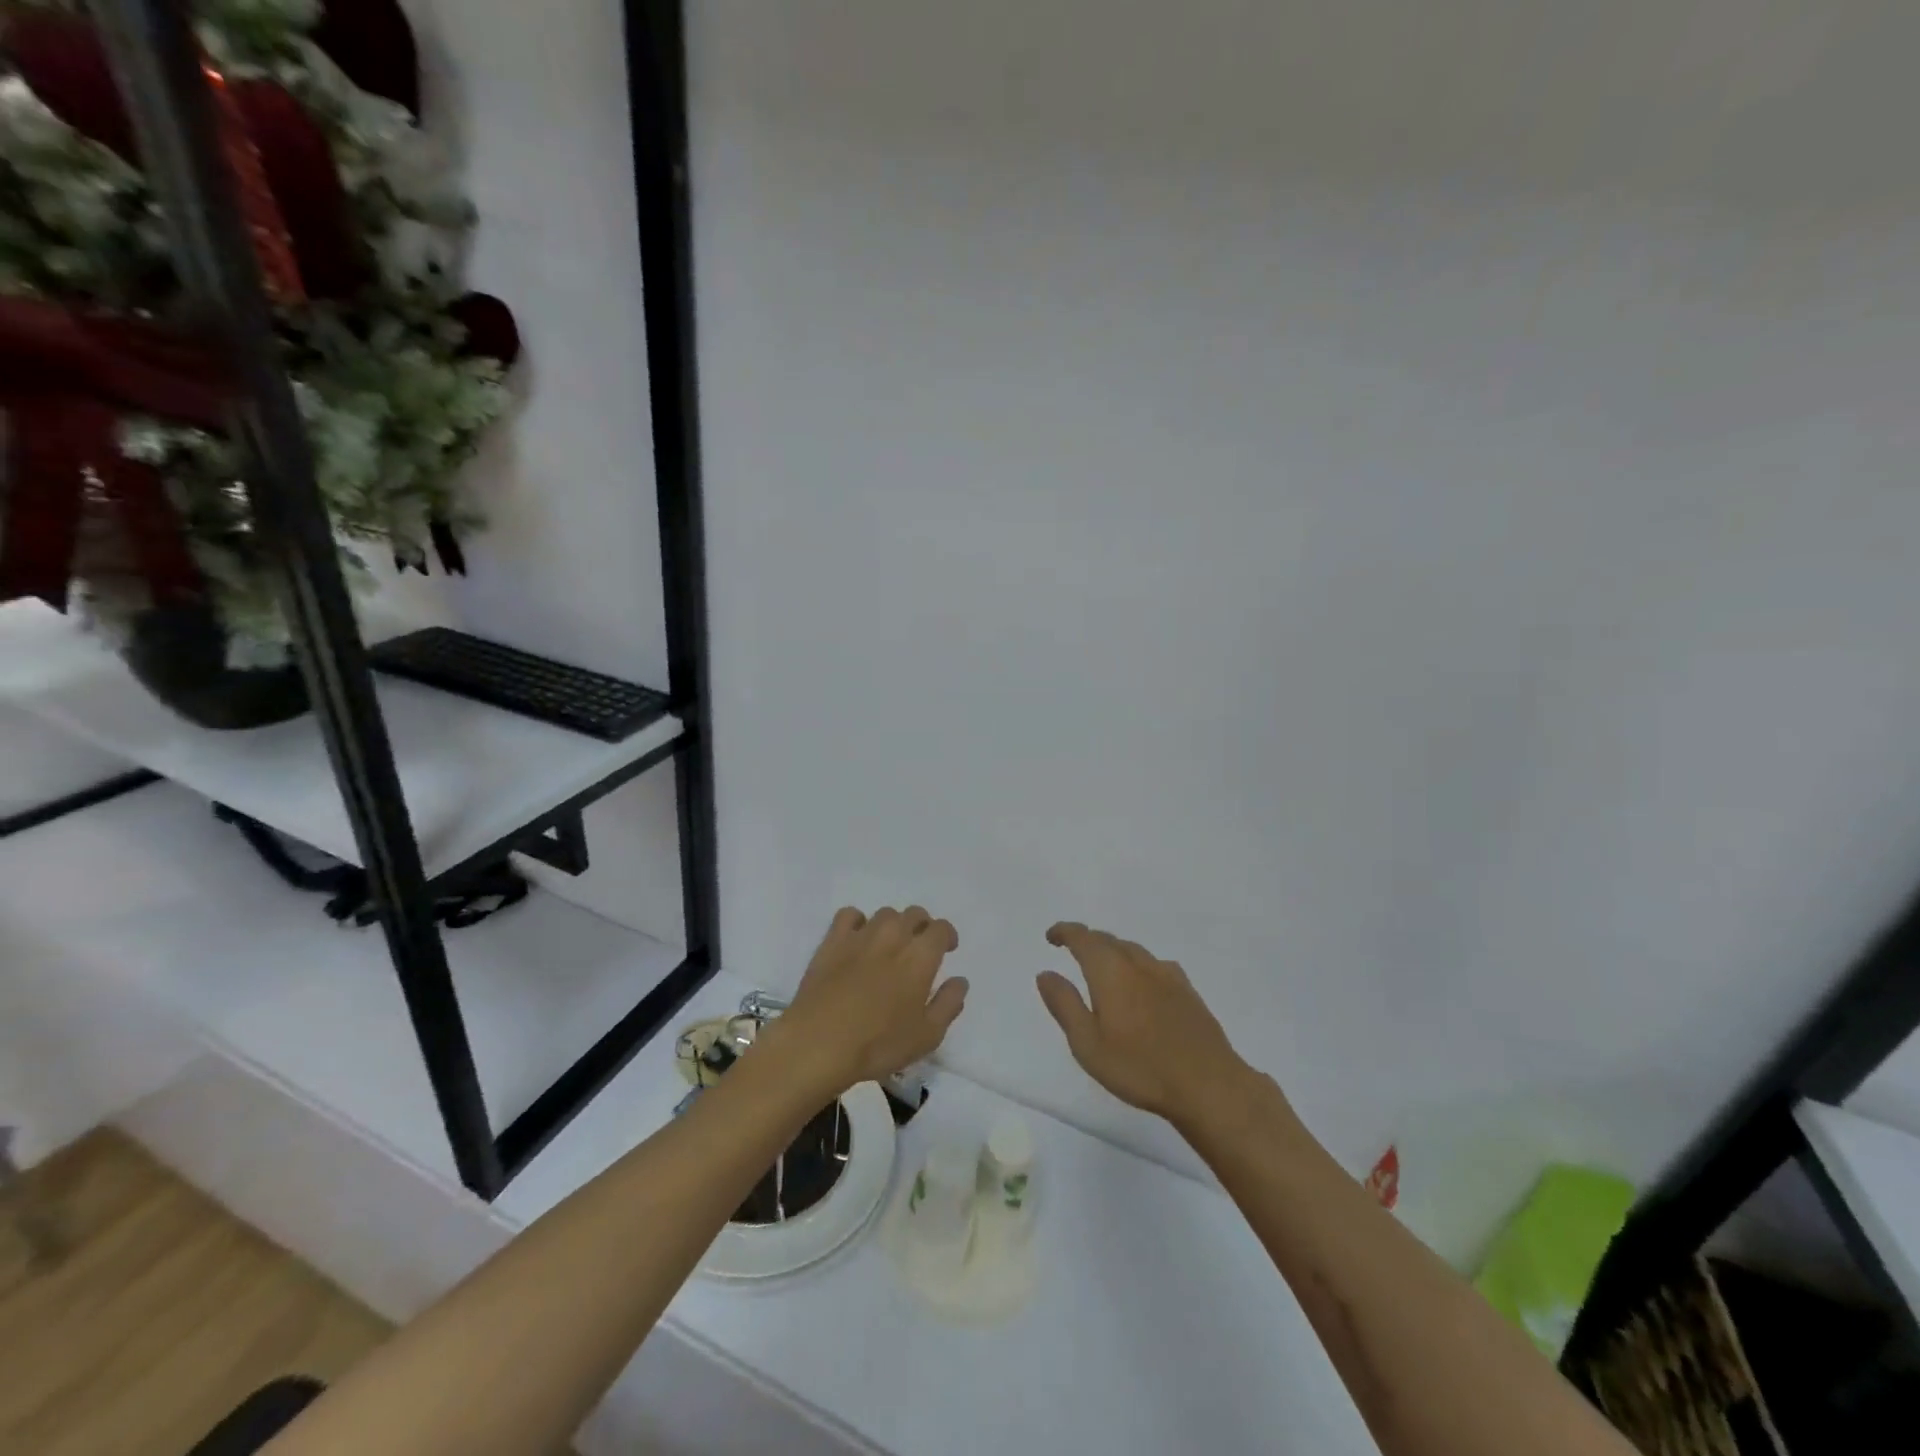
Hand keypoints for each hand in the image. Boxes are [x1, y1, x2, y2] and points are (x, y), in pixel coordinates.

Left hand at [767, 906, 968, 1094]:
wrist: (819, 1043)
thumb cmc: (879, 1043)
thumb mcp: (927, 1036)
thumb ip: (948, 1004)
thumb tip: (960, 981)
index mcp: (921, 955)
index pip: (941, 928)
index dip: (947, 936)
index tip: (947, 949)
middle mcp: (894, 935)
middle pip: (914, 914)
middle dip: (922, 926)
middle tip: (919, 948)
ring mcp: (861, 935)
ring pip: (885, 914)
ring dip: (893, 925)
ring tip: (889, 946)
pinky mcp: (832, 940)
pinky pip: (850, 915)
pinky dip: (858, 922)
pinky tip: (857, 940)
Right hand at [1036, 922, 1245, 1125]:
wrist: (1208, 1084)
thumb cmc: (1139, 1067)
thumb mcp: (1087, 1043)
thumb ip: (1065, 1004)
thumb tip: (1045, 973)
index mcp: (1110, 971)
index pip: (1083, 938)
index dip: (1065, 932)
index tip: (1052, 936)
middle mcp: (1138, 964)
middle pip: (1109, 940)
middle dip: (1088, 941)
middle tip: (1073, 951)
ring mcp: (1168, 976)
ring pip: (1134, 950)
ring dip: (1114, 951)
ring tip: (1104, 967)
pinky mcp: (1188, 992)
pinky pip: (1156, 965)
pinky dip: (1139, 965)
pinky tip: (1143, 983)